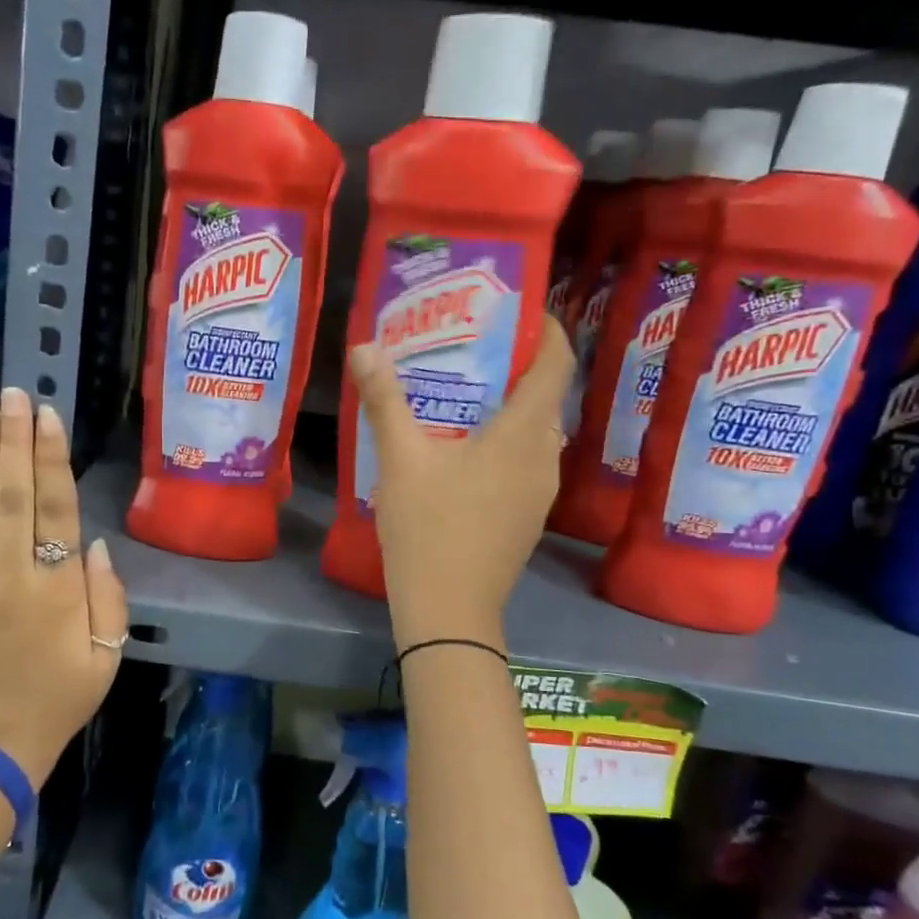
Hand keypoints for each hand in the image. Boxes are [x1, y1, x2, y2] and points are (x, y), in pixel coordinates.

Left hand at [0, 386, 127, 786]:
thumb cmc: (59, 698)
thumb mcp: (105, 656)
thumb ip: (106, 597)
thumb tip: (94, 545)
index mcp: (55, 589)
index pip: (54, 508)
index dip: (51, 459)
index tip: (48, 417)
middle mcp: (10, 574)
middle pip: (12, 495)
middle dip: (15, 441)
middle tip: (15, 396)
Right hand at [347, 316, 573, 649]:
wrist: (448, 609)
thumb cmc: (428, 527)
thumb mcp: (400, 459)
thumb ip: (384, 400)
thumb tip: (364, 347)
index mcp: (522, 434)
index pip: (555, 365)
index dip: (546, 330)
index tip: (516, 310)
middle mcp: (544, 457)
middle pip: (546, 395)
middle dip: (517, 364)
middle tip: (472, 344)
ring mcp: (540, 490)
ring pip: (536, 430)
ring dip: (510, 404)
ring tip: (465, 389)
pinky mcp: (528, 514)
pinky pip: (527, 458)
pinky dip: (506, 437)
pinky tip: (465, 446)